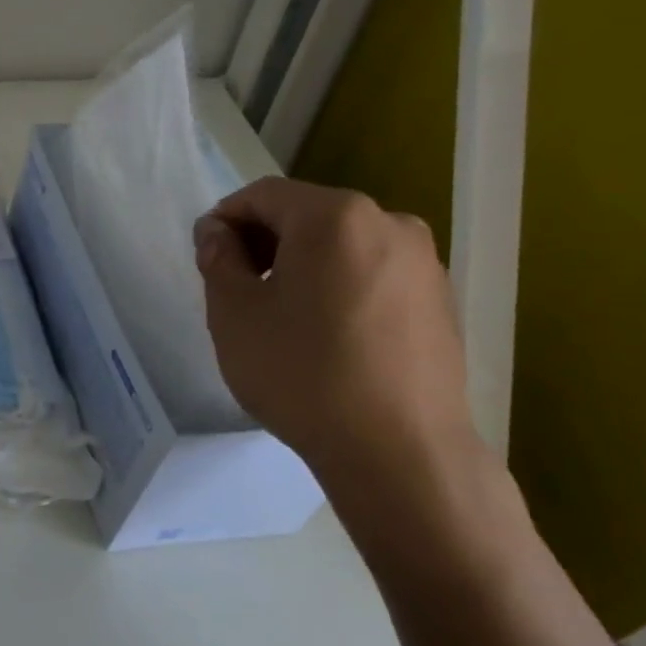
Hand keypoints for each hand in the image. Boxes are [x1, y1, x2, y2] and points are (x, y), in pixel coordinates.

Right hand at [194, 177, 473, 483]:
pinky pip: (372, 274)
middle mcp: (389, 222)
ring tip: (280, 315)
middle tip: (235, 288)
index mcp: (335, 217)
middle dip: (262, 241)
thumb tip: (218, 234)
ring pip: (341, 245)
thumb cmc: (301, 373)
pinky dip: (337, 286)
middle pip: (306, 215)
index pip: (263, 195)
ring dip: (300, 265)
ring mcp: (423, 262)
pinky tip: (324, 335)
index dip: (224, 218)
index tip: (205, 257)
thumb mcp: (234, 314)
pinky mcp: (439, 300)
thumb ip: (218, 259)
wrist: (398, 450)